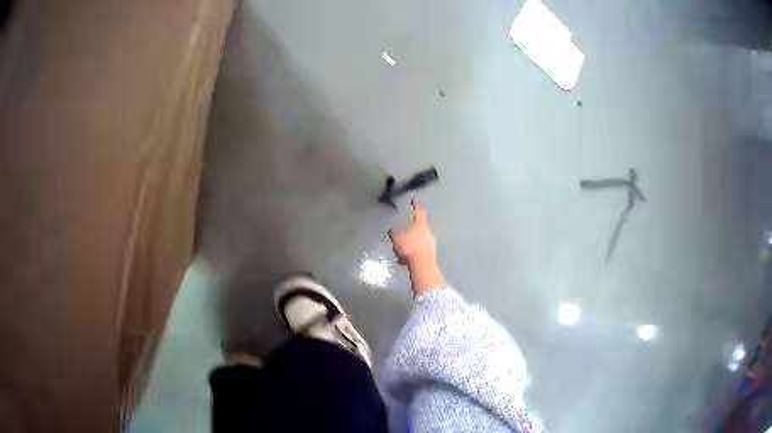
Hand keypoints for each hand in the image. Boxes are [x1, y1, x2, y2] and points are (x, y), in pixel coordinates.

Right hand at [388, 200, 435, 267]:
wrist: (422, 264)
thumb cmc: (409, 247)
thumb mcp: (396, 238)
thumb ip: (394, 232)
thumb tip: (393, 230)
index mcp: (420, 225)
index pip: (418, 211)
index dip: (415, 205)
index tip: (414, 200)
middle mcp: (428, 232)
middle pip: (419, 228)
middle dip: (410, 231)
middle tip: (402, 234)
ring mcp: (431, 243)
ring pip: (418, 241)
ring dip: (410, 244)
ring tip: (400, 252)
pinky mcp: (431, 254)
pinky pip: (419, 251)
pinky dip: (412, 254)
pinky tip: (404, 261)